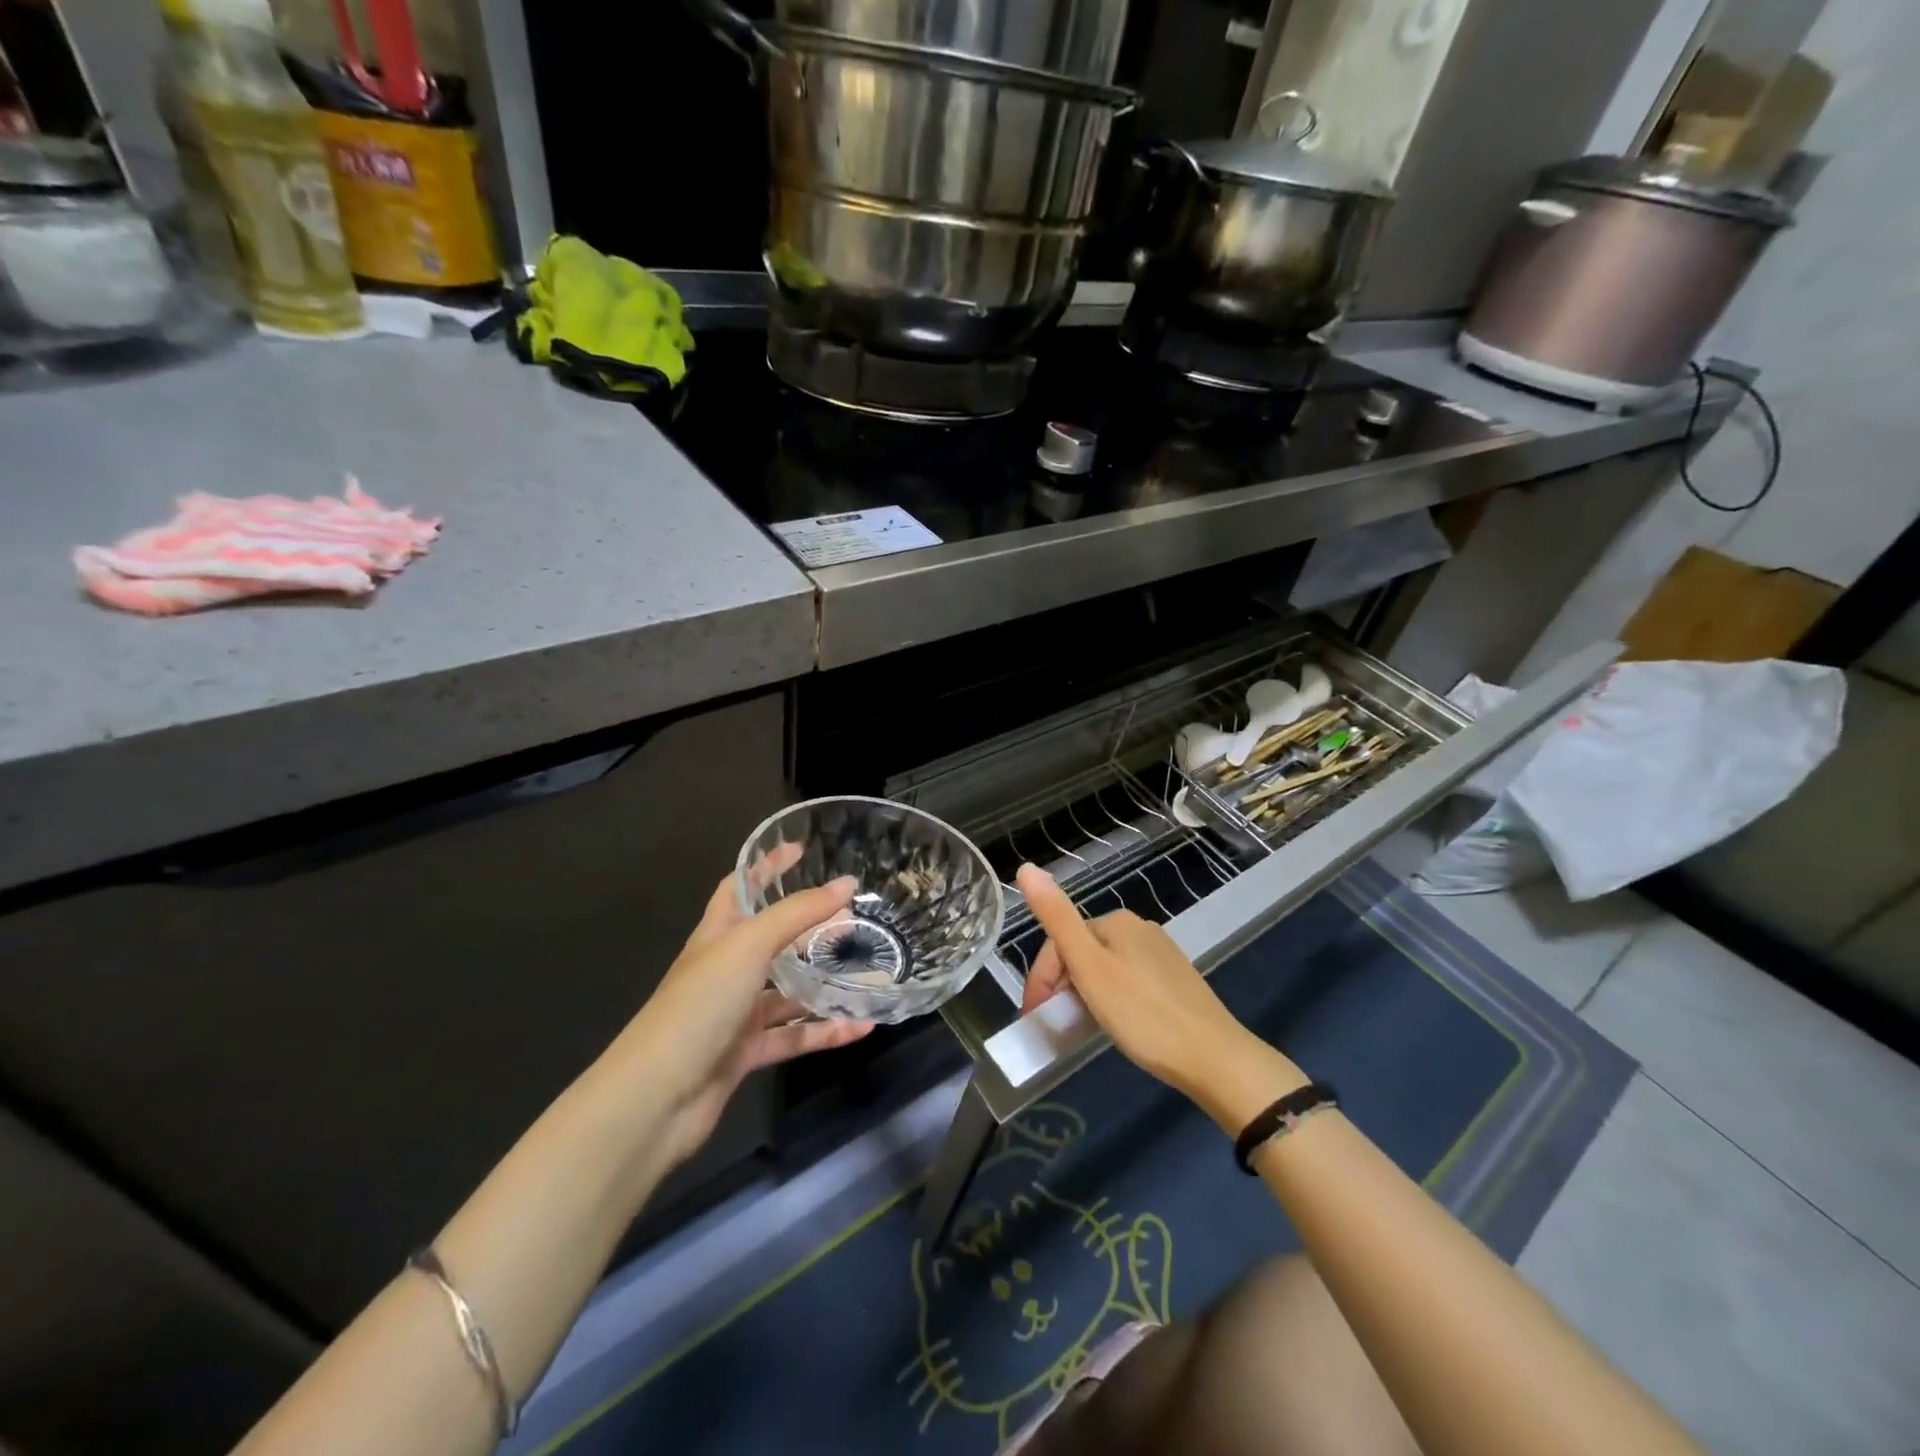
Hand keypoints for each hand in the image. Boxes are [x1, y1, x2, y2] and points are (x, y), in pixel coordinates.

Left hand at [619, 860, 873, 1167]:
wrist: (657, 1097)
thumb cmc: (700, 1004)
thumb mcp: (749, 945)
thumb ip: (799, 913)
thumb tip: (847, 884)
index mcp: (717, 934)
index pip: (740, 886)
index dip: (766, 865)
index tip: (801, 849)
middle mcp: (726, 969)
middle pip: (771, 938)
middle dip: (808, 925)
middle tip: (852, 914)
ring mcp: (735, 1012)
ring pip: (787, 990)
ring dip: (823, 981)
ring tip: (868, 969)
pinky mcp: (746, 1052)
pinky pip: (794, 1036)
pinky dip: (825, 1031)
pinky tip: (862, 1027)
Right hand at [1016, 863, 1304, 1123]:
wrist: (1214, 1058)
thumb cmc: (1143, 1014)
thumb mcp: (1090, 968)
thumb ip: (1057, 918)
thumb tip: (1026, 868)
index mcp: (1116, 921)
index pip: (1060, 941)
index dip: (1040, 978)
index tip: (1034, 1016)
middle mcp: (1139, 929)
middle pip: (1081, 952)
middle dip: (1060, 986)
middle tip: (1054, 1025)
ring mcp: (1160, 954)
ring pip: (1103, 968)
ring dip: (1082, 995)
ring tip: (1079, 1029)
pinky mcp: (1174, 981)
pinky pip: (1126, 982)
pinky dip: (1108, 1000)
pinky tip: (1114, 1025)